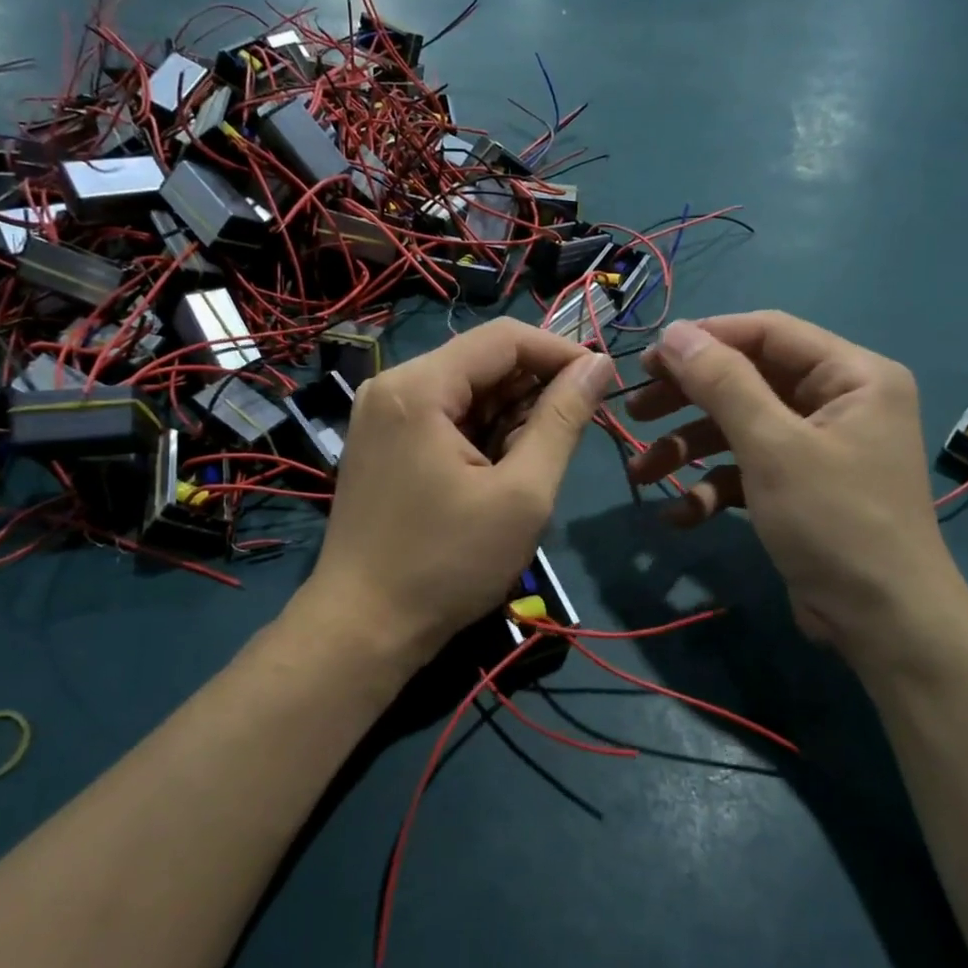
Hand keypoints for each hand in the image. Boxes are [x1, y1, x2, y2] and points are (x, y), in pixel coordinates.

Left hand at [305, 318, 614, 668]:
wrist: (364, 629)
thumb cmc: (448, 564)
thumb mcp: (522, 494)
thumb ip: (563, 420)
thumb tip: (598, 365)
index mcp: (419, 387)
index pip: (505, 338)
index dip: (561, 353)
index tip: (603, 386)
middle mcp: (393, 386)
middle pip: (483, 361)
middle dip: (534, 392)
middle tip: (567, 441)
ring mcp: (382, 414)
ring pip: (466, 390)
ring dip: (510, 417)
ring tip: (531, 467)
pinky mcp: (382, 442)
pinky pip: (444, 416)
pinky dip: (481, 434)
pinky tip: (496, 474)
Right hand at [624, 313, 963, 652]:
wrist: (882, 624)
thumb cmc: (834, 521)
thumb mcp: (772, 446)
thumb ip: (722, 383)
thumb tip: (674, 332)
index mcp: (852, 375)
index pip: (768, 333)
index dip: (706, 339)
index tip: (648, 359)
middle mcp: (838, 402)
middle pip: (748, 380)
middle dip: (688, 399)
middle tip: (635, 410)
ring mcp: (818, 448)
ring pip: (740, 429)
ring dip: (689, 449)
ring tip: (641, 474)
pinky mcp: (800, 488)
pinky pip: (749, 471)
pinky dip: (713, 488)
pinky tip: (680, 516)